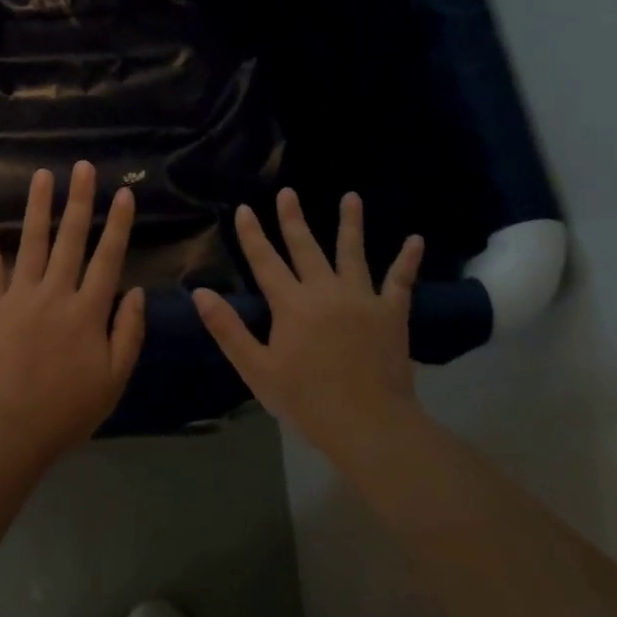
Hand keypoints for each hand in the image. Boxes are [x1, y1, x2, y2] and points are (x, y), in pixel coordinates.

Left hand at [0, 162, 145, 460]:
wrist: (8, 430)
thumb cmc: (68, 410)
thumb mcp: (114, 379)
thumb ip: (129, 333)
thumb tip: (138, 291)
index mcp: (88, 311)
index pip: (108, 257)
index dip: (118, 224)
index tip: (124, 193)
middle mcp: (55, 294)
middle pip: (70, 239)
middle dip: (79, 200)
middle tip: (83, 167)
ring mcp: (18, 298)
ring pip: (31, 243)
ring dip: (38, 207)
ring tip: (42, 175)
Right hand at [194, 188, 422, 454]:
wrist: (367, 423)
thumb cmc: (306, 400)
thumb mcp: (257, 369)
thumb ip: (228, 329)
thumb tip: (201, 293)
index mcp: (291, 304)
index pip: (265, 261)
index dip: (252, 234)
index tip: (244, 209)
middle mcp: (325, 291)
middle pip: (306, 247)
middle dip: (293, 218)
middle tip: (288, 192)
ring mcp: (362, 298)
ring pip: (353, 252)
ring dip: (351, 223)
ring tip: (351, 196)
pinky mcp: (392, 313)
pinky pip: (401, 280)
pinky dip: (408, 259)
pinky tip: (416, 239)